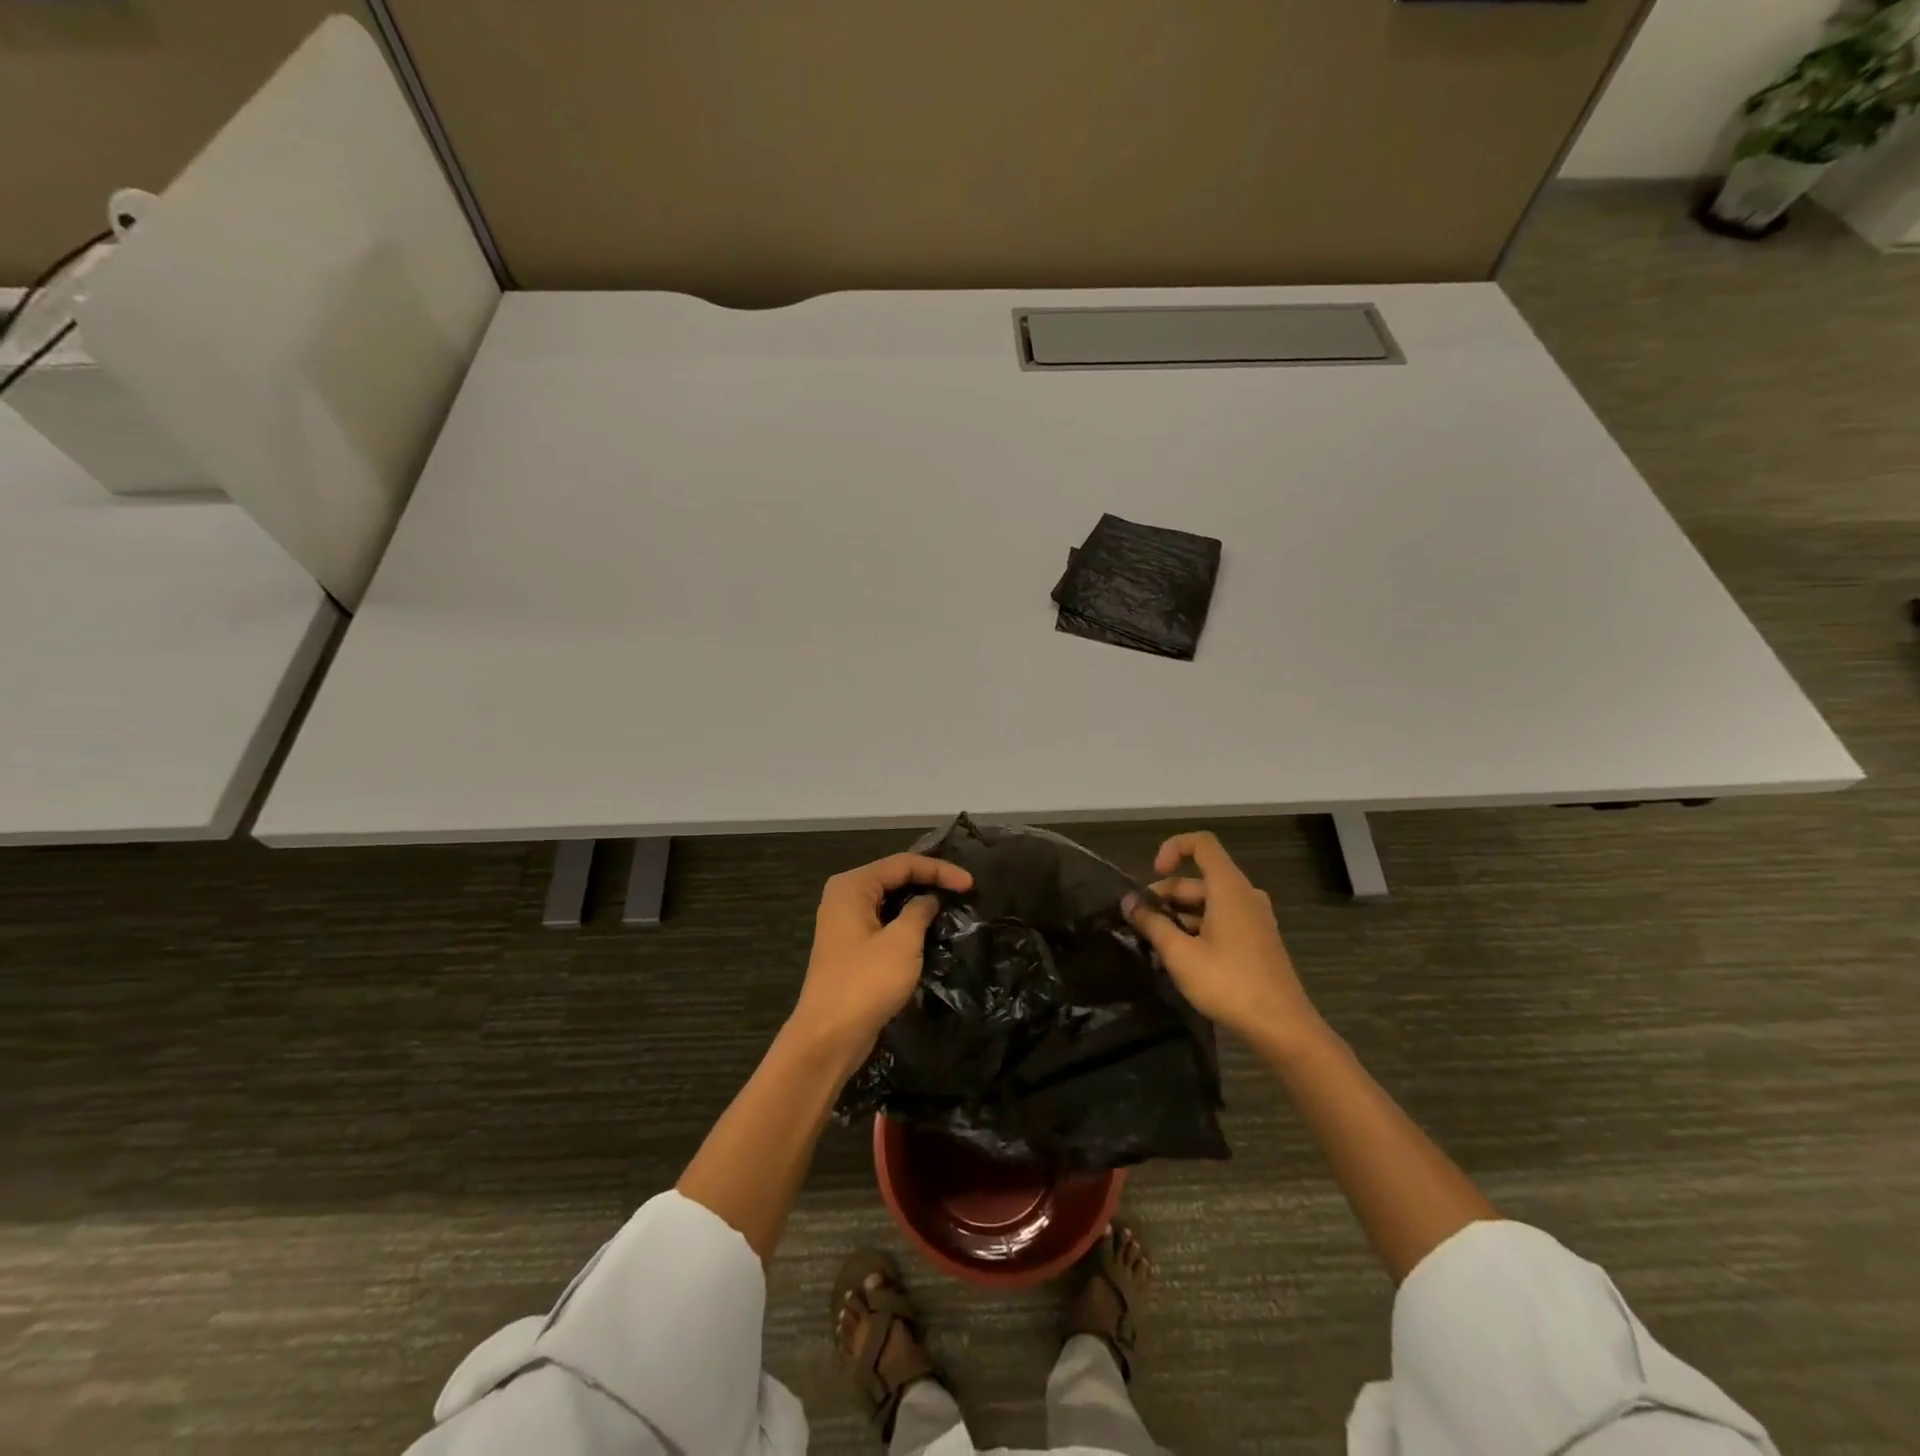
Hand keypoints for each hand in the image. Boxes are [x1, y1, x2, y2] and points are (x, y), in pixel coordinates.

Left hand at [788, 851, 972, 1071]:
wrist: (829, 1037)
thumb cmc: (866, 983)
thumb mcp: (902, 942)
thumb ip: (919, 912)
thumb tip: (929, 899)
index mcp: (852, 886)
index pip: (903, 864)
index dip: (939, 870)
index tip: (970, 883)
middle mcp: (845, 896)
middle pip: (894, 877)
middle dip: (929, 881)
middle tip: (964, 890)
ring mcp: (845, 922)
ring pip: (890, 900)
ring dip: (919, 902)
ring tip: (952, 905)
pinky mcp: (851, 947)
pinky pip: (884, 922)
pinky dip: (907, 922)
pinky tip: (929, 930)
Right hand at [1125, 832, 1322, 1049]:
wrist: (1281, 1028)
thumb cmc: (1228, 983)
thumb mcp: (1180, 954)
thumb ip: (1151, 923)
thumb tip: (1127, 903)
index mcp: (1229, 887)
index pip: (1201, 844)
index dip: (1172, 849)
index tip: (1153, 875)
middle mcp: (1244, 894)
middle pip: (1198, 879)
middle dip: (1165, 895)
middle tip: (1138, 922)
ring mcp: (1254, 918)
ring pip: (1208, 902)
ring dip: (1178, 915)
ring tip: (1153, 944)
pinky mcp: (1257, 940)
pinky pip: (1221, 919)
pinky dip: (1197, 928)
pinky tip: (1179, 957)